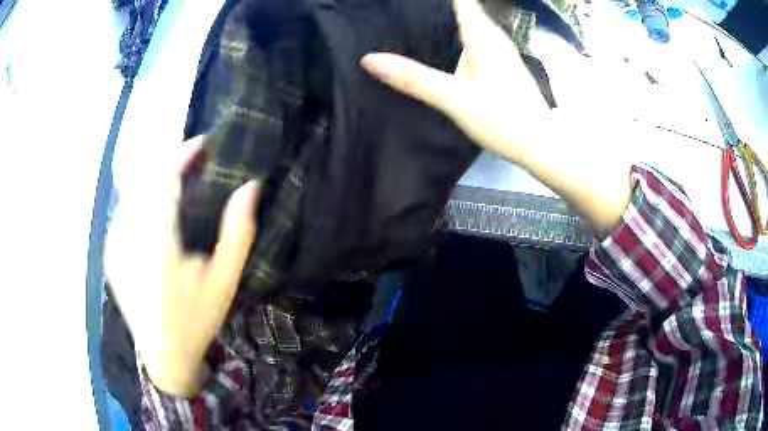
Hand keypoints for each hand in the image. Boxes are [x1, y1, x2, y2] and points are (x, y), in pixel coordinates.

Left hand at [105, 136, 260, 395]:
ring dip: (156, 180)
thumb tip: (250, 186)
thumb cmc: (196, 319)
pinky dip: (142, 200)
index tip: (205, 143)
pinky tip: (156, 211)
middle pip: (147, 179)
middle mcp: (129, 235)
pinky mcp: (110, 252)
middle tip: (196, 163)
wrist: (163, 355)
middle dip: (171, 163)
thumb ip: (238, 231)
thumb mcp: (224, 280)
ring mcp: (115, 243)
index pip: (165, 177)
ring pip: (133, 193)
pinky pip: (124, 211)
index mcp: (157, 240)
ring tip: (179, 182)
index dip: (184, 154)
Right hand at [361, 0, 548, 164]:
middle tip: (407, 8)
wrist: (540, 145)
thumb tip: (369, 59)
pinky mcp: (503, 66)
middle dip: (440, 6)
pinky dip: (458, 34)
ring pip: (472, 22)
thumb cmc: (503, 119)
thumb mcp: (454, 99)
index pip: (462, 1)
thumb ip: (414, 78)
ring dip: (449, 18)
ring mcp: (501, 51)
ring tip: (418, 19)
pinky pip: (476, 38)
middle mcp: (494, 37)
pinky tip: (443, 45)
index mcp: (483, 36)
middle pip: (466, 8)